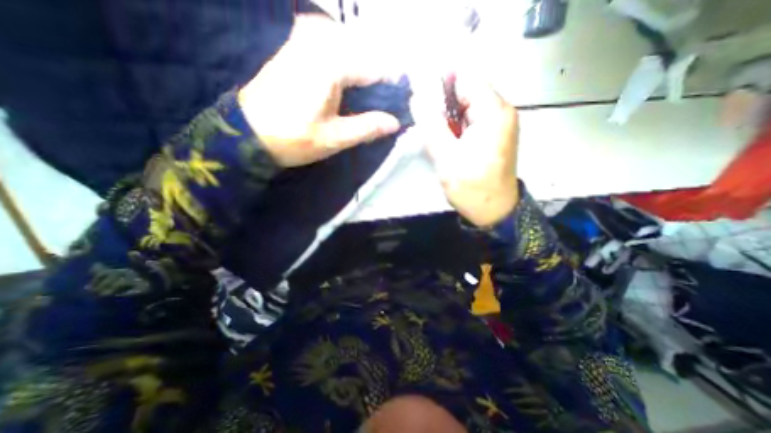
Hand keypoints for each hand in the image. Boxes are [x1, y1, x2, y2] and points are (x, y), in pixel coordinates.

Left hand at [239, 14, 401, 166]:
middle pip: (365, 54)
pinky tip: (347, 86)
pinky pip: (332, 47)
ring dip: (363, 72)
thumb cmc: (292, 139)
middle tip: (384, 106)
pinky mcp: (295, 46)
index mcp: (331, 64)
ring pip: (350, 49)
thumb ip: (368, 126)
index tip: (402, 104)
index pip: (377, 68)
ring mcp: (304, 40)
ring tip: (368, 99)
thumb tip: (395, 123)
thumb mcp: (335, 138)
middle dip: (378, 80)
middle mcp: (318, 42)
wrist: (246, 134)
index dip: (393, 87)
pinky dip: (346, 65)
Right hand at [412, 72, 519, 225]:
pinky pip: (471, 120)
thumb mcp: (446, 156)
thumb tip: (417, 97)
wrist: (493, 211)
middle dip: (443, 104)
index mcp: (493, 111)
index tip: (422, 99)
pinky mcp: (494, 135)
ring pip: (467, 107)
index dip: (440, 83)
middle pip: (466, 91)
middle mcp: (501, 111)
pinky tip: (448, 142)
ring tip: (438, 137)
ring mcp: (499, 123)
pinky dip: (456, 127)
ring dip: (448, 118)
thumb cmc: (472, 187)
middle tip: (427, 125)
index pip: (466, 77)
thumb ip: (431, 125)